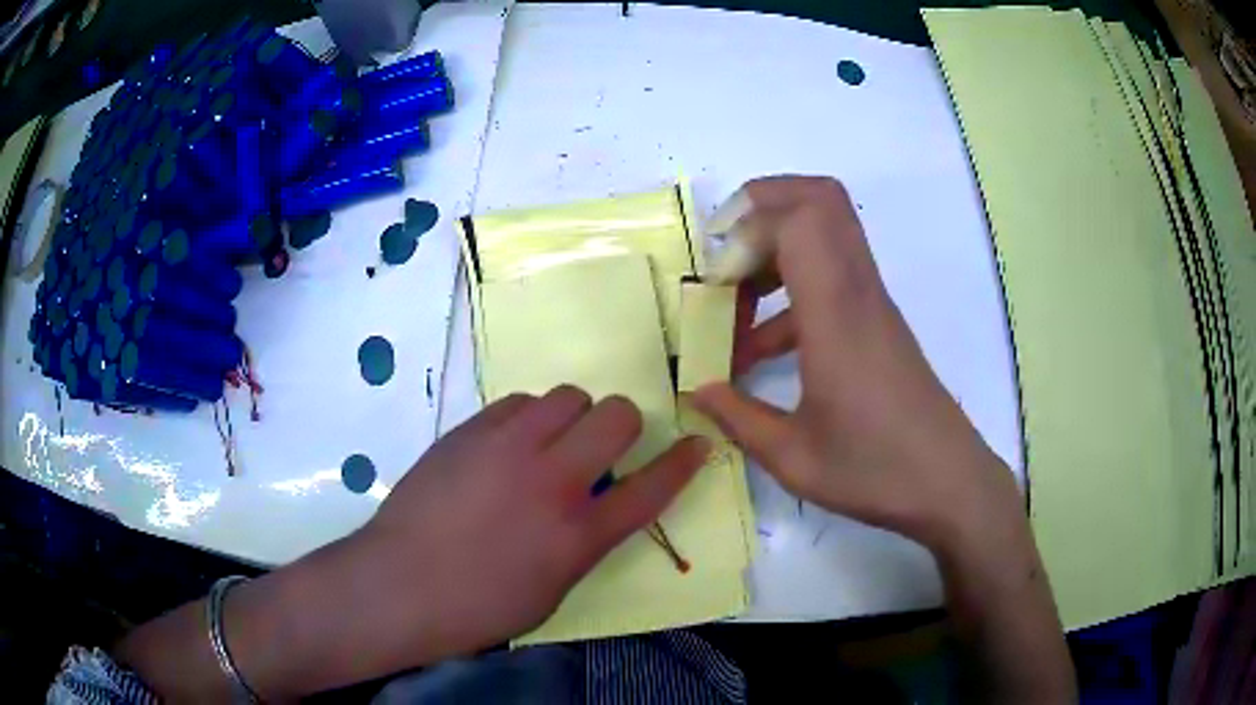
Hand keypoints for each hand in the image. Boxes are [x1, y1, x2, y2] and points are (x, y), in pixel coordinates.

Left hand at [119, 387, 709, 701]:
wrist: (400, 583)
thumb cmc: (478, 606)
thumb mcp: (551, 589)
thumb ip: (585, 538)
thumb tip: (597, 501)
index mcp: (579, 534)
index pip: (653, 488)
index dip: (684, 462)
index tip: (699, 443)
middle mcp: (553, 481)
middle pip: (617, 416)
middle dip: (621, 425)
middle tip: (598, 447)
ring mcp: (509, 448)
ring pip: (567, 395)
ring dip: (570, 417)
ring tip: (546, 443)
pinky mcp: (471, 430)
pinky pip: (518, 402)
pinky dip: (525, 418)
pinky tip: (505, 444)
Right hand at [691, 176, 1019, 552]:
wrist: (948, 482)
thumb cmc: (874, 471)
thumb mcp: (792, 456)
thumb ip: (736, 416)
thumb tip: (696, 390)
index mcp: (836, 315)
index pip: (799, 218)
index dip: (747, 228)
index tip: (716, 279)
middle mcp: (858, 291)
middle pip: (819, 198)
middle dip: (761, 206)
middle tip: (723, 254)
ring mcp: (872, 302)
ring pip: (826, 229)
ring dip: (774, 246)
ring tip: (735, 306)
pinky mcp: (878, 320)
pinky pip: (831, 272)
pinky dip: (791, 287)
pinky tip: (763, 348)